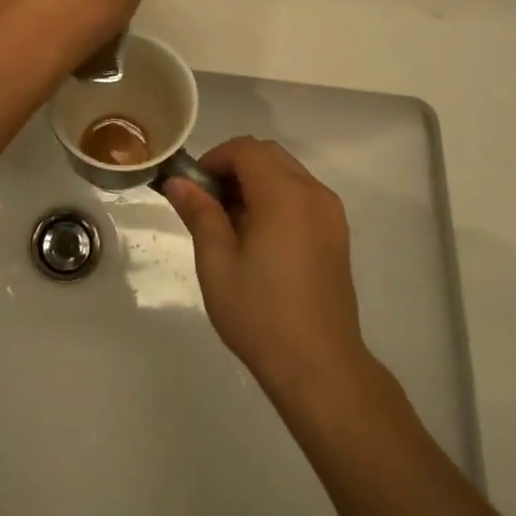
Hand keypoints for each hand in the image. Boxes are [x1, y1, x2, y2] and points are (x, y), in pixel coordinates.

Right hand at [165, 137, 373, 401]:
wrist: (320, 366)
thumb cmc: (260, 314)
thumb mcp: (216, 262)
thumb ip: (199, 213)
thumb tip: (178, 182)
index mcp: (284, 195)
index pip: (245, 149)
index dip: (214, 158)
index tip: (194, 189)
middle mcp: (313, 193)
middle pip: (268, 155)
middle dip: (234, 167)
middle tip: (208, 204)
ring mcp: (330, 213)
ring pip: (286, 173)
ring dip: (255, 182)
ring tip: (231, 225)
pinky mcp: (337, 233)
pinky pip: (302, 195)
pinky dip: (276, 198)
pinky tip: (259, 238)